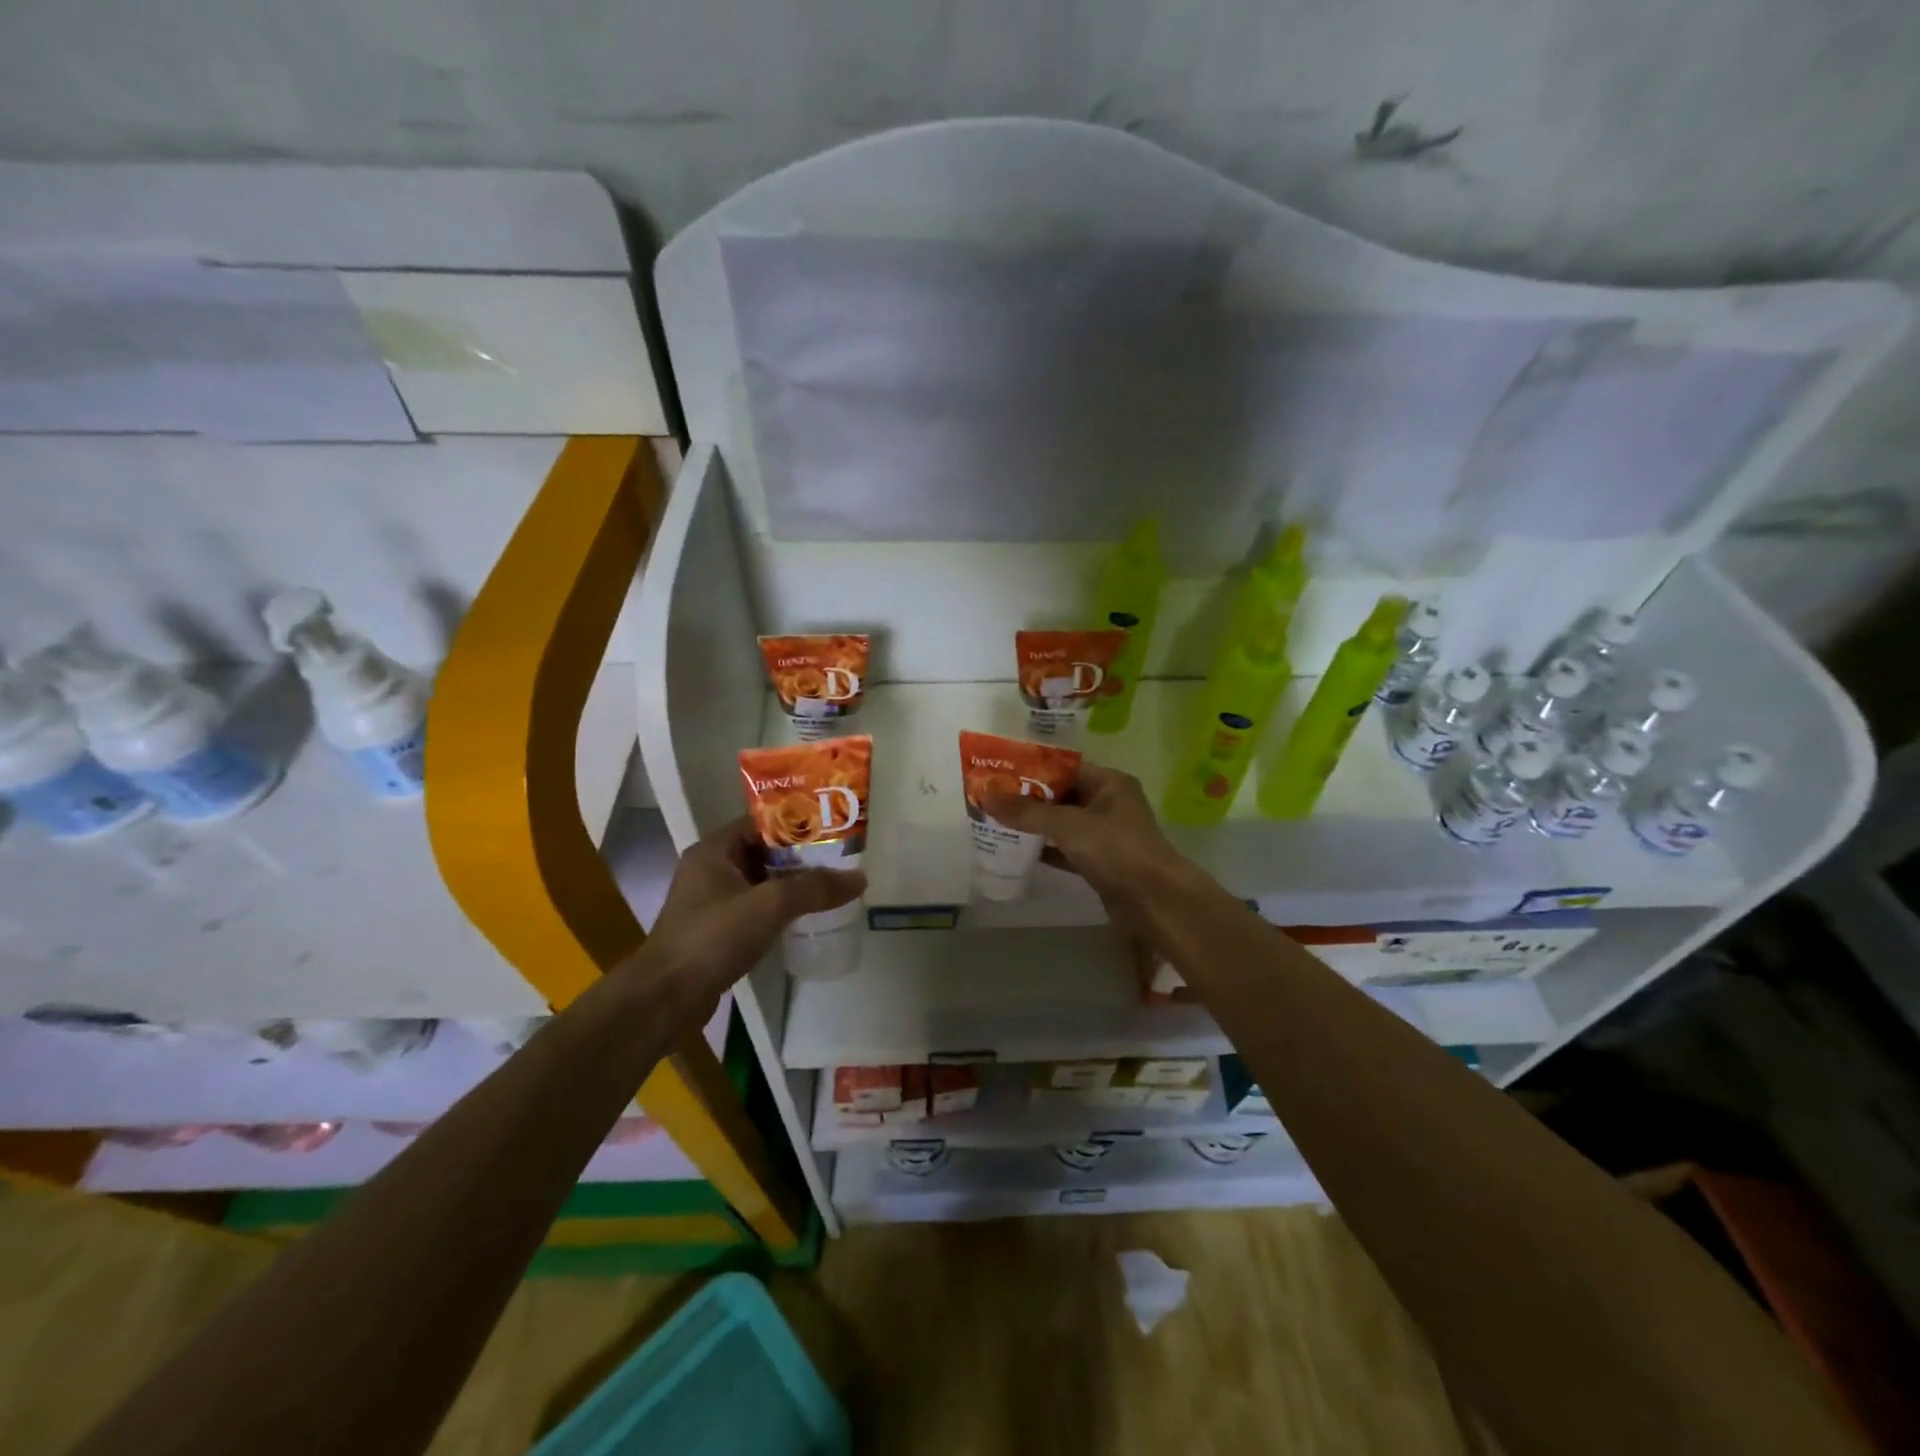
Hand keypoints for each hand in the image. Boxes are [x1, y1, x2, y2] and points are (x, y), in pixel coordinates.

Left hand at [634, 817, 865, 1012]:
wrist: (666, 998)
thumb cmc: (713, 937)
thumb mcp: (769, 905)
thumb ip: (814, 888)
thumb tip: (859, 878)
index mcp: (714, 850)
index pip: (762, 823)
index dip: (797, 823)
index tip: (833, 829)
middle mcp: (711, 869)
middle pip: (764, 851)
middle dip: (801, 855)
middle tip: (841, 858)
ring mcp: (712, 901)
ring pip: (761, 881)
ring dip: (792, 883)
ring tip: (832, 884)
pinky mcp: (717, 930)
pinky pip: (756, 907)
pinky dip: (780, 908)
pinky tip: (807, 915)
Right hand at [982, 762, 1191, 930]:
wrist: (1155, 902)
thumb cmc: (1116, 850)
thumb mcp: (1068, 825)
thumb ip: (1027, 811)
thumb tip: (985, 795)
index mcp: (1109, 783)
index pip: (1064, 767)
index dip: (1031, 769)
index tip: (998, 772)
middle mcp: (1109, 803)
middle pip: (1061, 795)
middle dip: (1028, 797)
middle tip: (991, 798)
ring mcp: (1106, 835)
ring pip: (1062, 823)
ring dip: (1034, 824)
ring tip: (997, 821)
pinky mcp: (1101, 862)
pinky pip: (1067, 849)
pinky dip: (1046, 849)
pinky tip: (1018, 850)